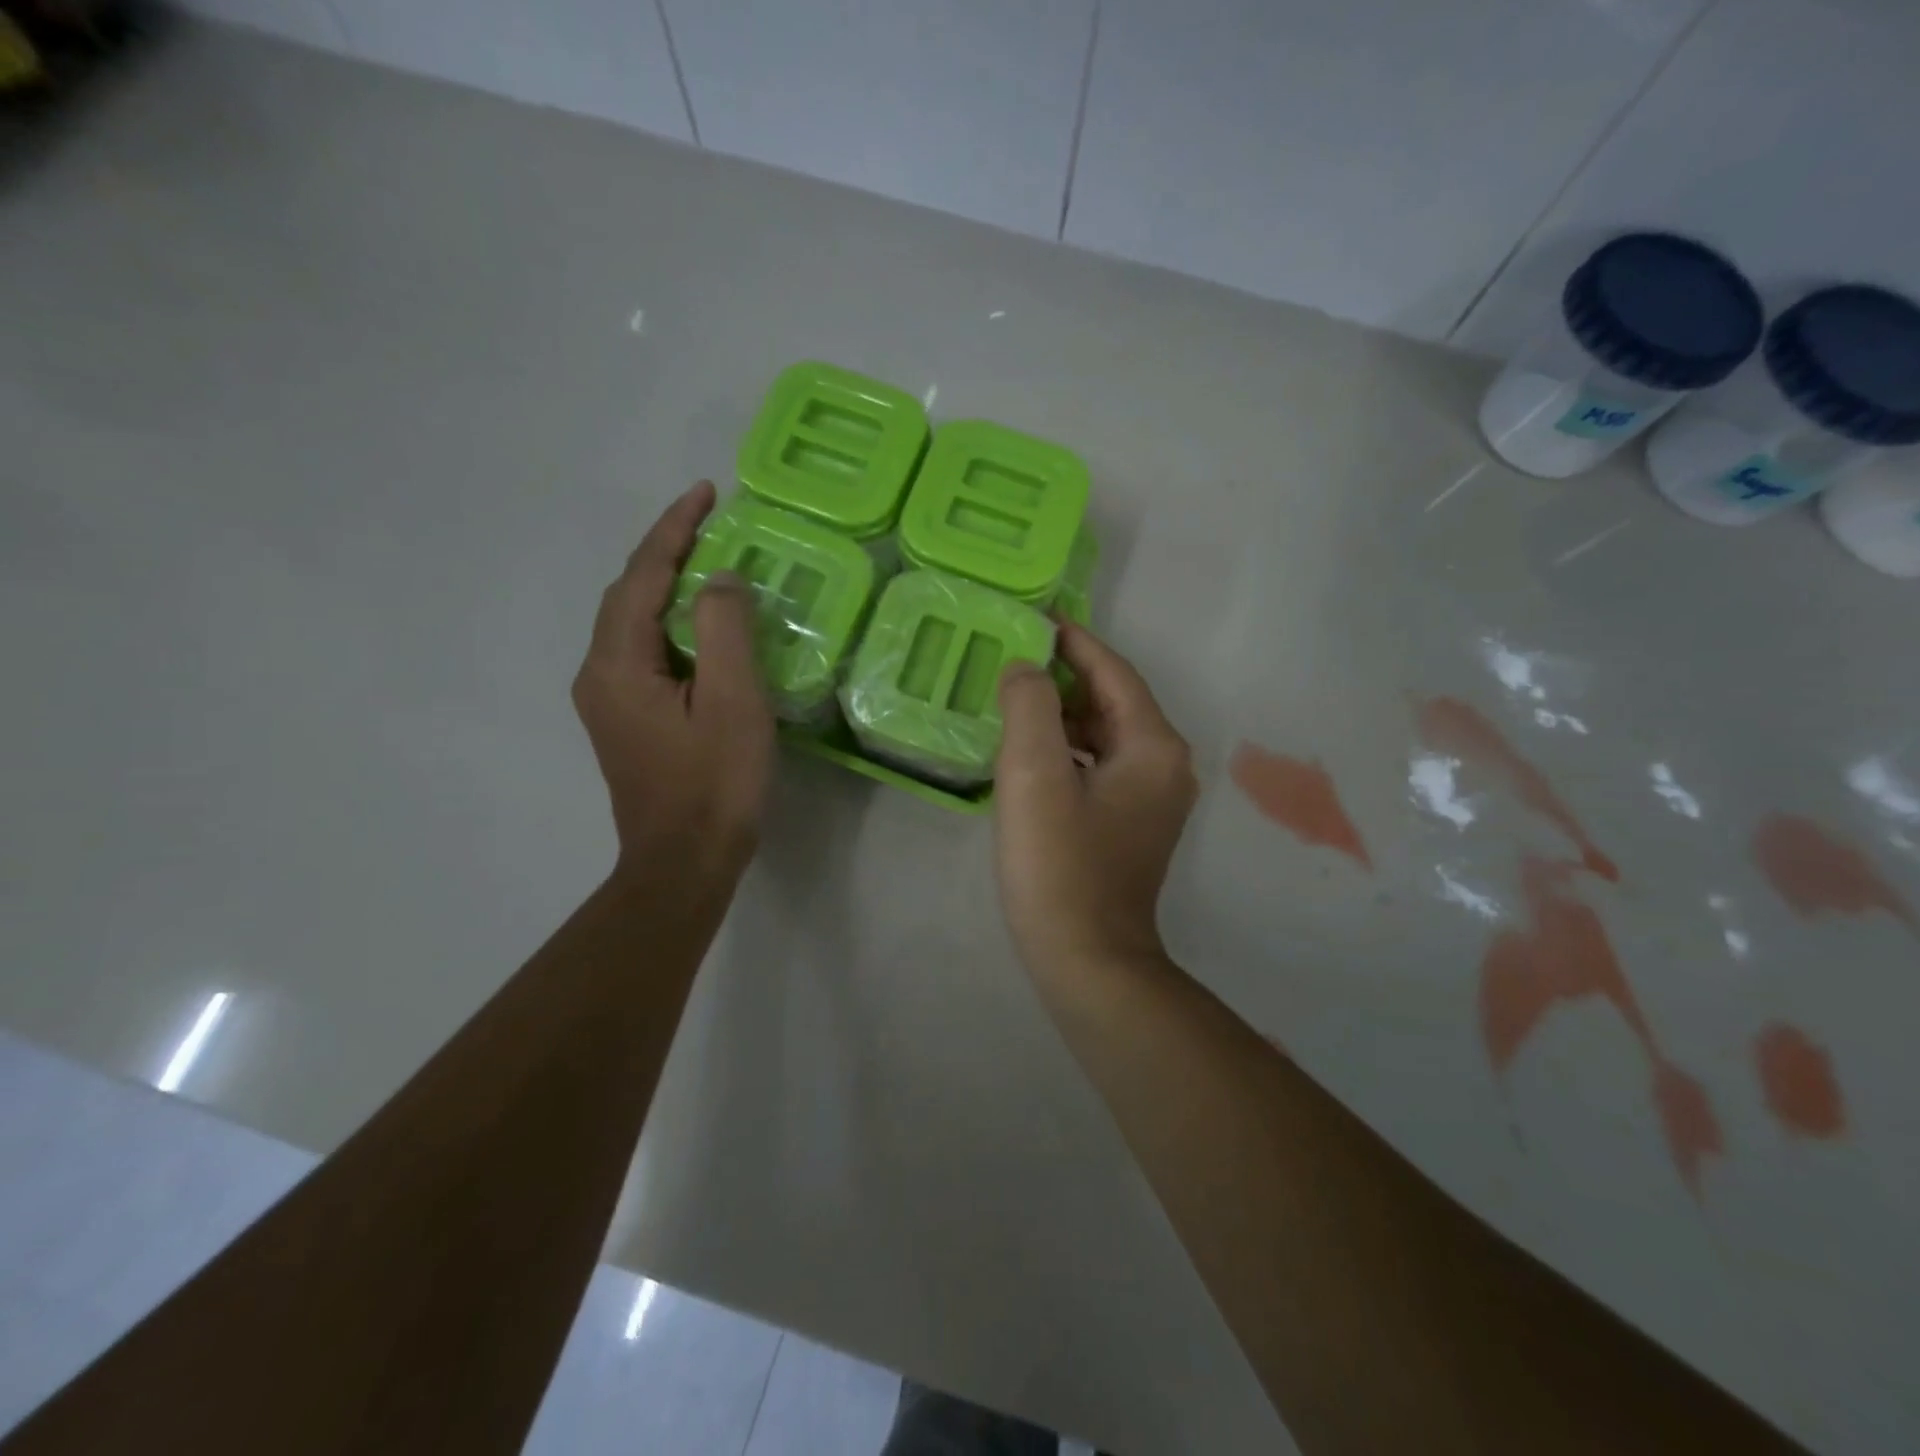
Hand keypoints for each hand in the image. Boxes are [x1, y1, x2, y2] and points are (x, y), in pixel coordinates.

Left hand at [573, 481, 773, 875]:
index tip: (706, 492)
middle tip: (712, 523)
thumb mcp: (732, 702)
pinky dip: (672, 624)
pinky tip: (703, 627)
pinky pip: (645, 652)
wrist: (684, 863)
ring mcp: (608, 701)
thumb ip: (725, 630)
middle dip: (668, 552)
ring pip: (636, 624)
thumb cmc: (714, 784)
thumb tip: (720, 579)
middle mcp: (598, 674)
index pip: (642, 577)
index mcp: (617, 664)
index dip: (674, 530)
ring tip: (712, 563)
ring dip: (669, 587)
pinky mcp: (625, 721)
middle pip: (630, 595)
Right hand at [993, 622, 1198, 976]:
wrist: (1088, 961)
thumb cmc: (1059, 866)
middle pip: (1112, 701)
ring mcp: (1153, 799)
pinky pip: (1099, 766)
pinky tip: (1029, 754)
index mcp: (1152, 746)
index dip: (1073, 641)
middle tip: (1011, 658)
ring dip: (1062, 715)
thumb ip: (1030, 705)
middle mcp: (1165, 765)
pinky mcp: (1133, 825)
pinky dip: (1067, 750)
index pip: (1113, 672)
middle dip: (1064, 676)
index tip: (1034, 617)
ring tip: (1012, 699)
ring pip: (1105, 735)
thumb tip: (1026, 669)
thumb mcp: (1034, 775)